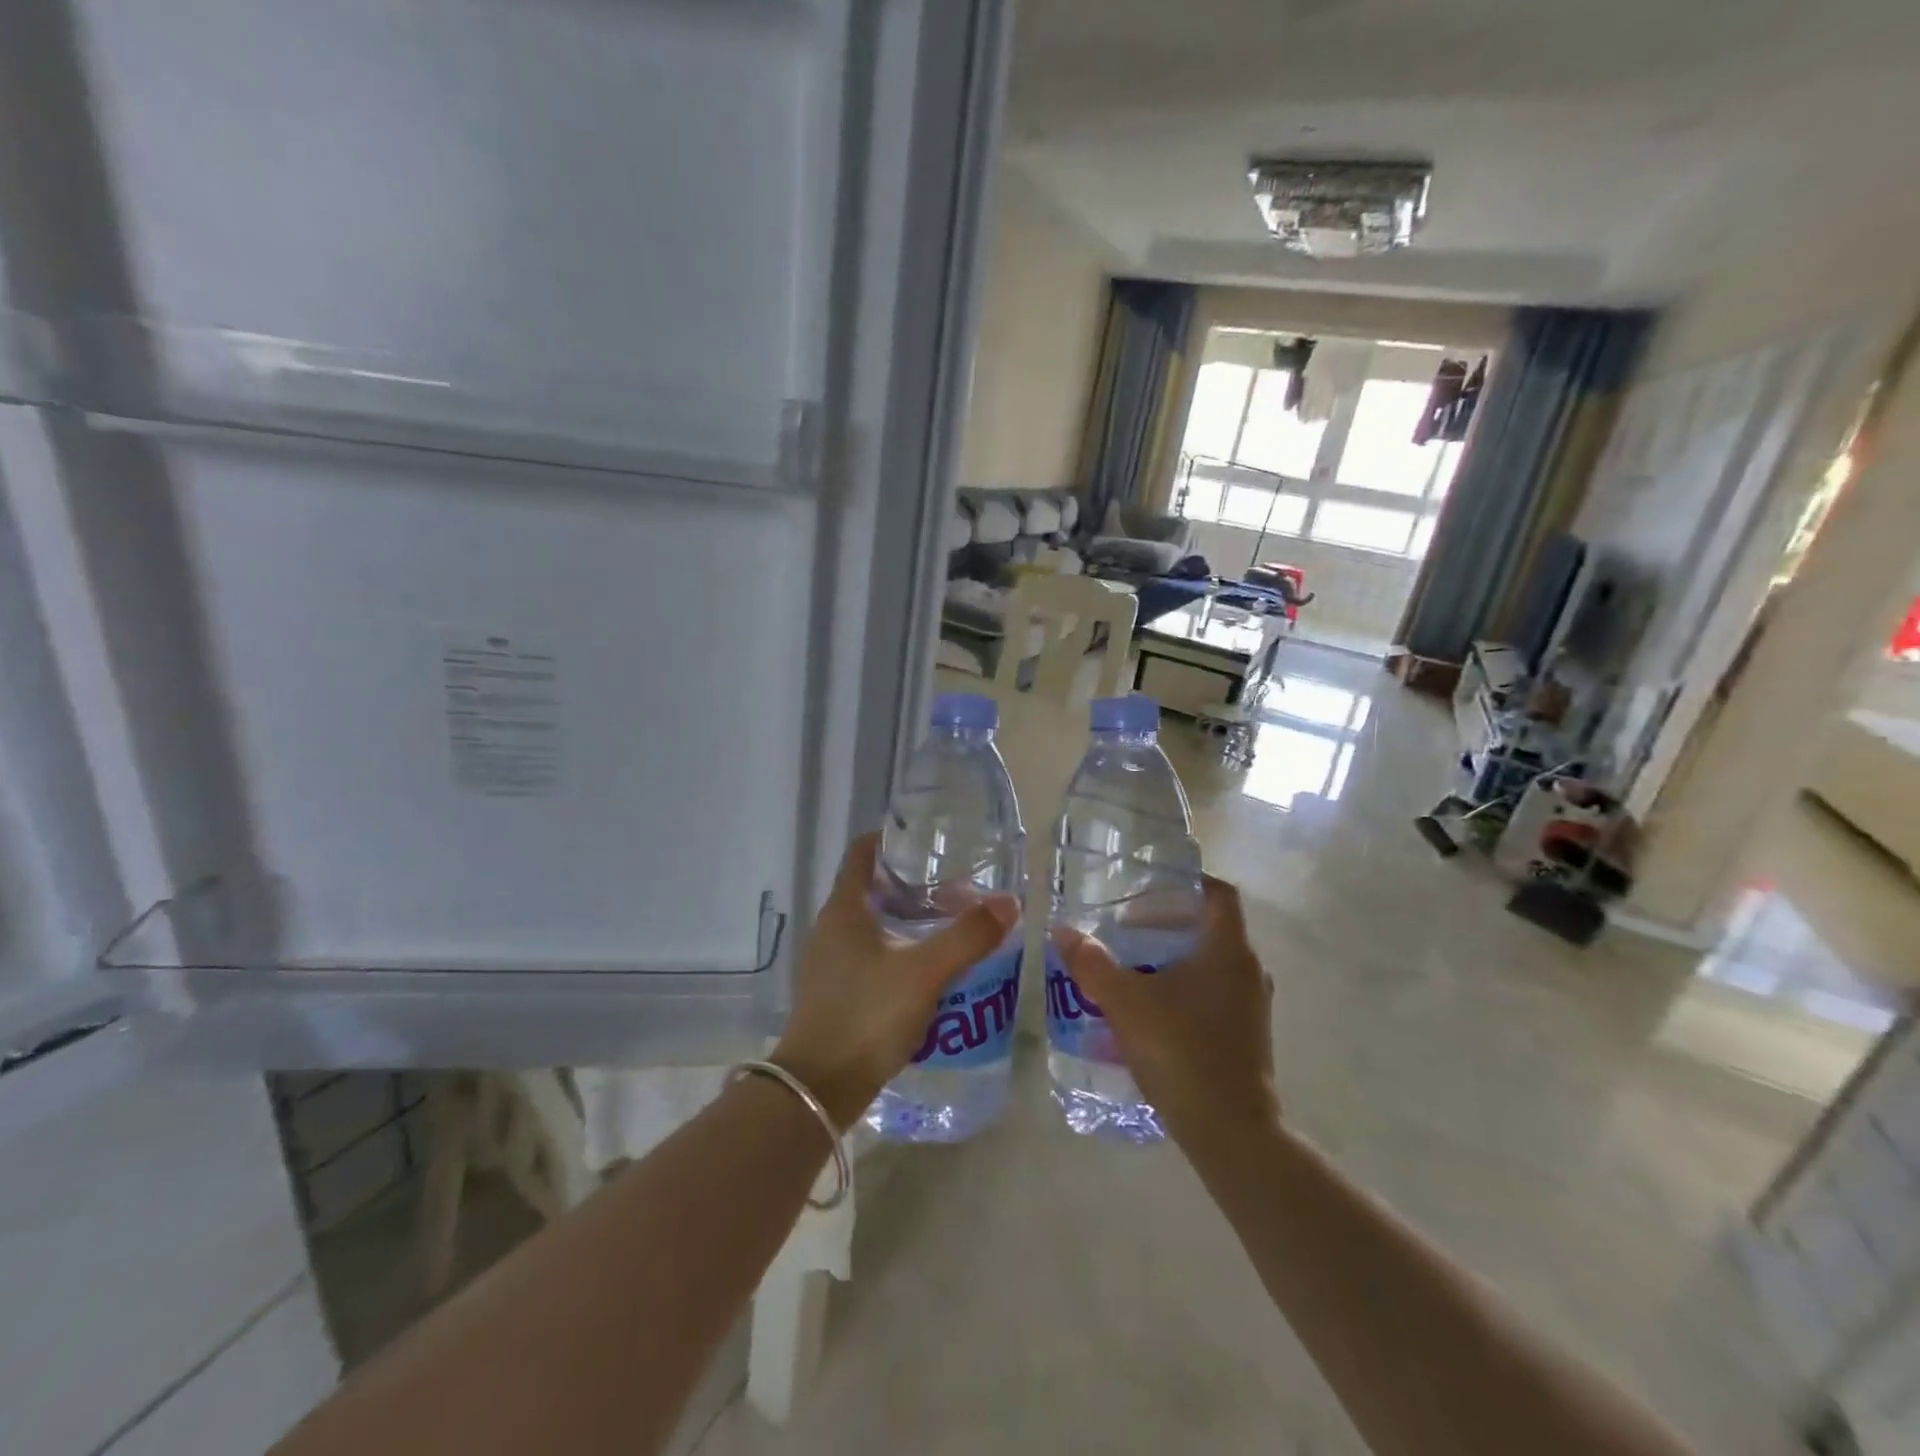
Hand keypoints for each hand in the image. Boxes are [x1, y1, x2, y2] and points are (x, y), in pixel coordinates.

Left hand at [772, 833, 1019, 1129]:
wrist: (819, 1089)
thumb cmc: (867, 1015)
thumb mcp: (926, 972)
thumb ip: (968, 936)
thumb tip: (1009, 902)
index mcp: (844, 909)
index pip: (862, 852)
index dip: (892, 839)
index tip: (929, 841)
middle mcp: (831, 928)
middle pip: (872, 888)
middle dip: (913, 884)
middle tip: (957, 888)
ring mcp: (829, 962)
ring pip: (873, 924)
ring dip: (908, 920)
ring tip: (950, 925)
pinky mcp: (835, 992)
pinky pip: (871, 955)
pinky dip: (899, 950)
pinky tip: (929, 969)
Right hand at [1054, 876, 1277, 1146]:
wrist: (1231, 1133)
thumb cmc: (1182, 1052)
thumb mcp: (1125, 1003)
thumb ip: (1092, 963)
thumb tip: (1062, 930)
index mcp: (1228, 950)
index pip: (1217, 893)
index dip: (1187, 882)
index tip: (1150, 887)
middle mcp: (1248, 970)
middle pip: (1209, 927)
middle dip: (1167, 923)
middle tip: (1125, 930)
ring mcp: (1252, 1005)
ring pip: (1211, 963)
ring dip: (1173, 958)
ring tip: (1131, 968)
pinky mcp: (1247, 1036)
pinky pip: (1214, 994)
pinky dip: (1184, 989)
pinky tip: (1150, 1010)